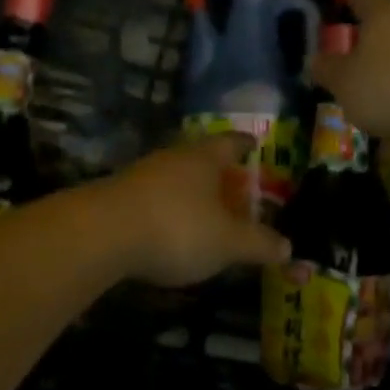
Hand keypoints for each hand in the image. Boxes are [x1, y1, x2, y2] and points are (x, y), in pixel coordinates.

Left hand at [99, 134, 290, 286]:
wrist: (100, 235)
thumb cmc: (177, 228)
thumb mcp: (228, 243)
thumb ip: (259, 244)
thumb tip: (289, 247)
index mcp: (204, 157)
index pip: (231, 142)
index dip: (246, 144)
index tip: (255, 144)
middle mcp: (173, 157)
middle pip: (201, 158)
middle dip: (218, 171)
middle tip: (235, 185)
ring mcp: (141, 175)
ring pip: (175, 178)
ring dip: (190, 192)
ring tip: (205, 212)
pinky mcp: (117, 198)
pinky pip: (153, 198)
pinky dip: (167, 210)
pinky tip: (169, 230)